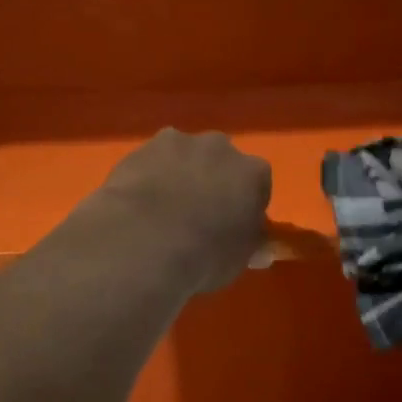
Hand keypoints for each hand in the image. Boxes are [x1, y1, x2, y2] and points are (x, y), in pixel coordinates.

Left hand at [98, 129, 272, 291]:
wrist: (145, 242)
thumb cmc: (206, 253)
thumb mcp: (240, 258)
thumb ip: (253, 245)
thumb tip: (263, 250)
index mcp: (253, 173)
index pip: (258, 184)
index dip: (247, 204)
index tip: (236, 225)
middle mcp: (219, 147)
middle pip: (221, 162)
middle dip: (213, 181)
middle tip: (200, 215)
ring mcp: (177, 143)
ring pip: (184, 157)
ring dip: (180, 174)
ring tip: (164, 210)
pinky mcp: (139, 149)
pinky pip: (151, 164)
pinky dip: (149, 178)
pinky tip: (139, 205)